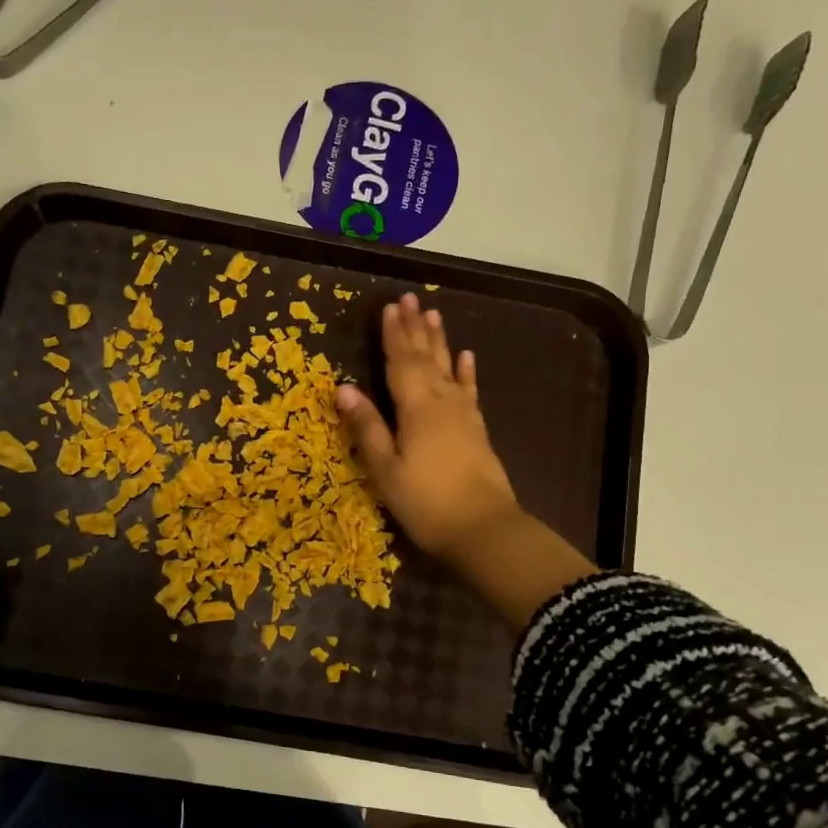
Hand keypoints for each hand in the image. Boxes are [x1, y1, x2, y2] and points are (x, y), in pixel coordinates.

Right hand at [335, 293, 520, 561]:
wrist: (484, 529)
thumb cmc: (426, 502)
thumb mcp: (386, 469)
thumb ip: (368, 427)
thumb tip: (343, 388)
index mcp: (416, 409)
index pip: (401, 363)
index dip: (393, 335)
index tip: (389, 307)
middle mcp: (442, 402)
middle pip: (426, 358)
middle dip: (416, 328)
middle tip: (411, 298)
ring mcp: (463, 415)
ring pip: (448, 368)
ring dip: (440, 341)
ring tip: (434, 314)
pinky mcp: (477, 430)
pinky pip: (469, 391)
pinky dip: (467, 372)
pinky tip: (467, 356)